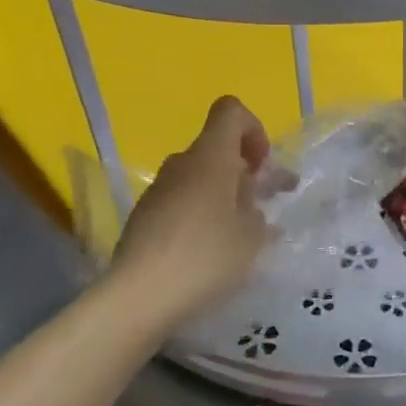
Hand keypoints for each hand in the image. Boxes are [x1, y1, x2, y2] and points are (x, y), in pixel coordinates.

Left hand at [111, 96, 272, 328]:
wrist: (139, 295)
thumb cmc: (206, 256)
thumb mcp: (252, 235)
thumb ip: (257, 209)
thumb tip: (248, 201)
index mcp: (210, 156)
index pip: (230, 111)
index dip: (253, 129)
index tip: (262, 167)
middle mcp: (181, 163)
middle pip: (216, 148)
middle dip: (245, 170)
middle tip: (266, 204)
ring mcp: (159, 189)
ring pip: (199, 177)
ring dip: (224, 195)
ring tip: (243, 234)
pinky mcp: (145, 216)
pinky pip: (182, 201)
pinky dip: (202, 214)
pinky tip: (211, 251)